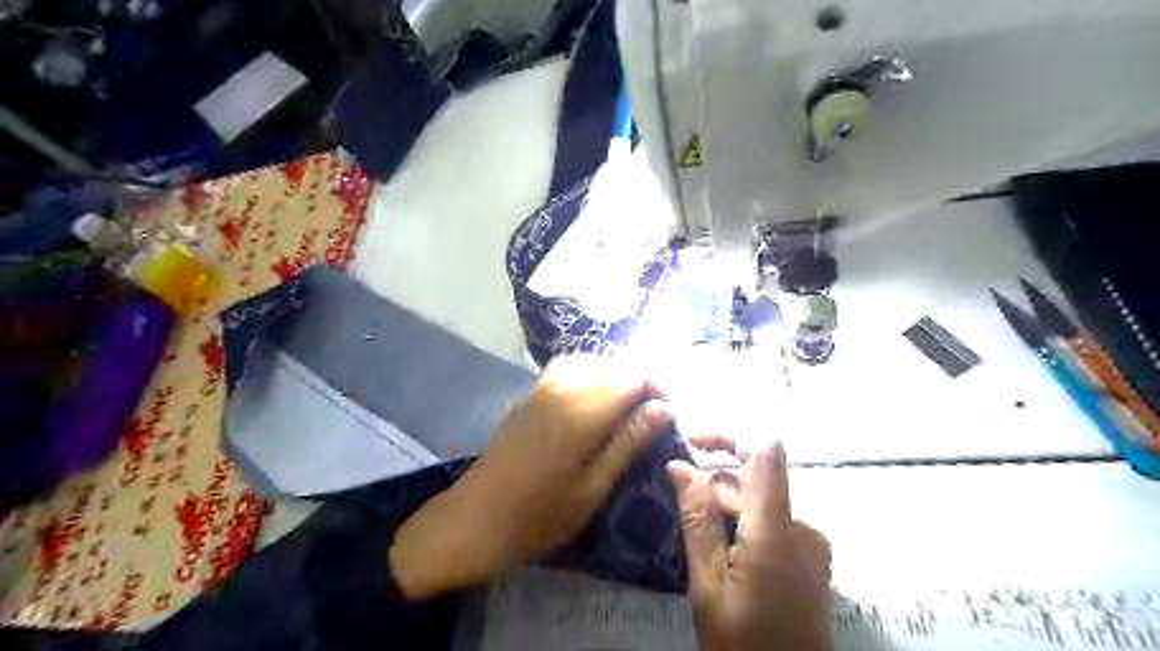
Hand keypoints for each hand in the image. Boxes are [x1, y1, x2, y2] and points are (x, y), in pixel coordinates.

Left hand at [391, 356, 670, 599]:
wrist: (474, 519)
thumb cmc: (539, 515)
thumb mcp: (593, 488)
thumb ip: (628, 442)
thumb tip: (664, 408)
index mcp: (582, 411)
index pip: (633, 377)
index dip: (657, 390)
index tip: (666, 416)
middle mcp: (562, 387)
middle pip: (613, 365)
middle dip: (638, 384)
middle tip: (648, 418)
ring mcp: (541, 387)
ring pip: (591, 363)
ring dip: (613, 378)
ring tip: (624, 409)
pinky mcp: (529, 394)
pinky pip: (568, 369)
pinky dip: (589, 376)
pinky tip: (592, 401)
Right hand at [672, 442, 833, 650]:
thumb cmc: (742, 645)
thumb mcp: (707, 585)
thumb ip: (698, 519)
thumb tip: (679, 464)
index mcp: (777, 530)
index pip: (764, 452)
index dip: (727, 437)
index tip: (689, 444)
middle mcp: (802, 526)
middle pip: (755, 480)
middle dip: (713, 480)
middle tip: (673, 496)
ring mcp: (811, 544)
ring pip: (760, 502)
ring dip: (725, 505)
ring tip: (689, 526)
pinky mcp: (810, 558)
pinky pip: (772, 522)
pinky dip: (742, 523)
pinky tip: (717, 546)